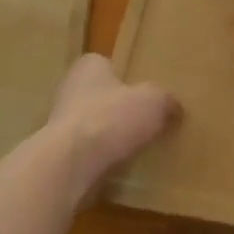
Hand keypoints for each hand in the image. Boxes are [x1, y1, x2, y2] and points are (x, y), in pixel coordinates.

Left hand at [45, 54, 175, 205]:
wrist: (70, 165)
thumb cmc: (111, 119)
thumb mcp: (154, 102)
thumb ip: (166, 101)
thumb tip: (175, 109)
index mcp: (89, 67)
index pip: (107, 64)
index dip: (125, 77)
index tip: (144, 92)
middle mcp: (69, 89)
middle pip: (99, 96)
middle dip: (118, 108)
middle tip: (145, 121)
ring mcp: (59, 124)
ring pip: (92, 126)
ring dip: (109, 137)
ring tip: (136, 148)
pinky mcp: (58, 155)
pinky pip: (86, 154)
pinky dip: (100, 160)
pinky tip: (119, 168)